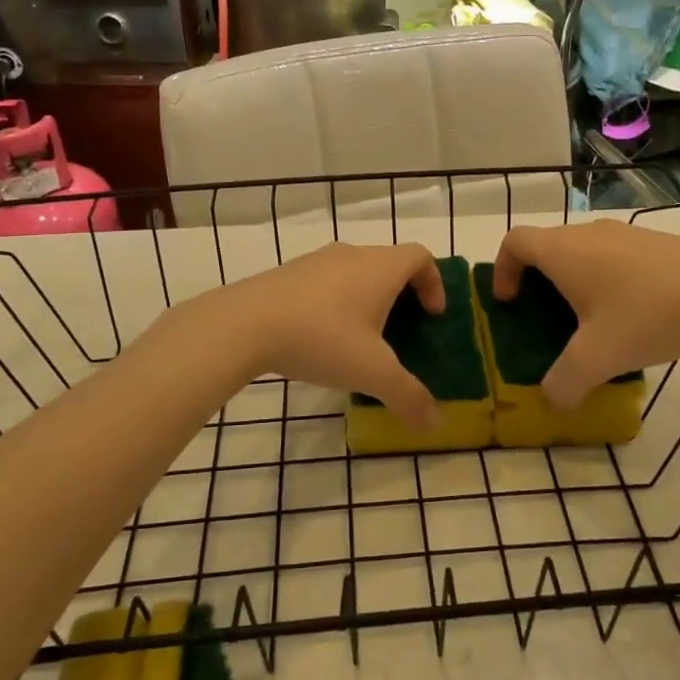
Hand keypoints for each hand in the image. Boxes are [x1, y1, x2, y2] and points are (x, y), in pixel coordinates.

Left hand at [222, 242, 444, 427]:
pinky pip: (324, 283)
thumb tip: (435, 423)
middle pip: (388, 263)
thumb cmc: (322, 338)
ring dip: (365, 298)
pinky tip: (320, 338)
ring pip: (354, 272)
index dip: (434, 282)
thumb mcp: (372, 373)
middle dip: (401, 294)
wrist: (244, 324)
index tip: (432, 315)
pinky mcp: (286, 274)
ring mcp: (315, 261)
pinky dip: (334, 302)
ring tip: (360, 338)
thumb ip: (408, 396)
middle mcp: (351, 255)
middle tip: (401, 330)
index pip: (420, 257)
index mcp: (380, 268)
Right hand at [493, 221, 679, 408]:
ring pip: (583, 250)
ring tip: (591, 321)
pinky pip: (614, 255)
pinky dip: (607, 278)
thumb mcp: (597, 359)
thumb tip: (554, 401)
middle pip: (547, 245)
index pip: (514, 241)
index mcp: (563, 251)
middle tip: (546, 317)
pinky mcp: (656, 242)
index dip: (503, 269)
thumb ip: (564, 383)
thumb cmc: (645, 316)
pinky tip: (633, 315)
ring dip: (575, 279)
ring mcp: (626, 233)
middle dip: (537, 279)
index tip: (510, 301)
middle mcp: (588, 234)